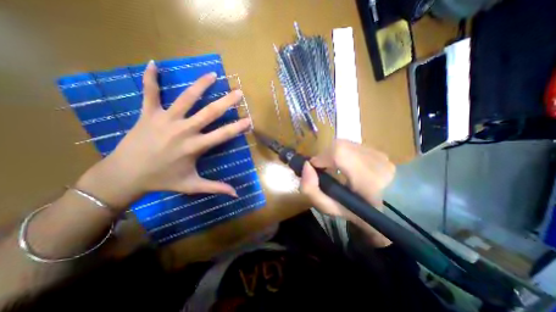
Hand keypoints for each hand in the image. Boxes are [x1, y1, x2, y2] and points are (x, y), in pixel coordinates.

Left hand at [76, 60, 249, 211]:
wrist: (125, 176)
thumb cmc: (163, 181)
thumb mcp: (192, 185)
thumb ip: (216, 187)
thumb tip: (236, 194)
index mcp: (195, 146)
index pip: (223, 135)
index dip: (238, 127)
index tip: (250, 120)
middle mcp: (184, 130)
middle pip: (209, 112)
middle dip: (226, 102)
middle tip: (238, 92)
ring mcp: (165, 120)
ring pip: (186, 98)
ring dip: (200, 85)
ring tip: (213, 74)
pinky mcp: (148, 114)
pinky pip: (149, 93)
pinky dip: (150, 78)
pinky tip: (153, 63)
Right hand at [300, 140, 395, 245]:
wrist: (391, 211)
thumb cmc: (357, 213)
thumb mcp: (330, 208)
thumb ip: (312, 190)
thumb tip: (306, 166)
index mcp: (369, 179)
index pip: (340, 153)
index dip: (321, 157)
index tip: (314, 168)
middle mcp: (377, 160)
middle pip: (340, 145)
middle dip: (325, 155)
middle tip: (323, 169)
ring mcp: (380, 153)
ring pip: (345, 144)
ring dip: (332, 153)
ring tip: (333, 167)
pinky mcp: (379, 150)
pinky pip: (352, 145)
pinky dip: (342, 152)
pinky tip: (345, 164)